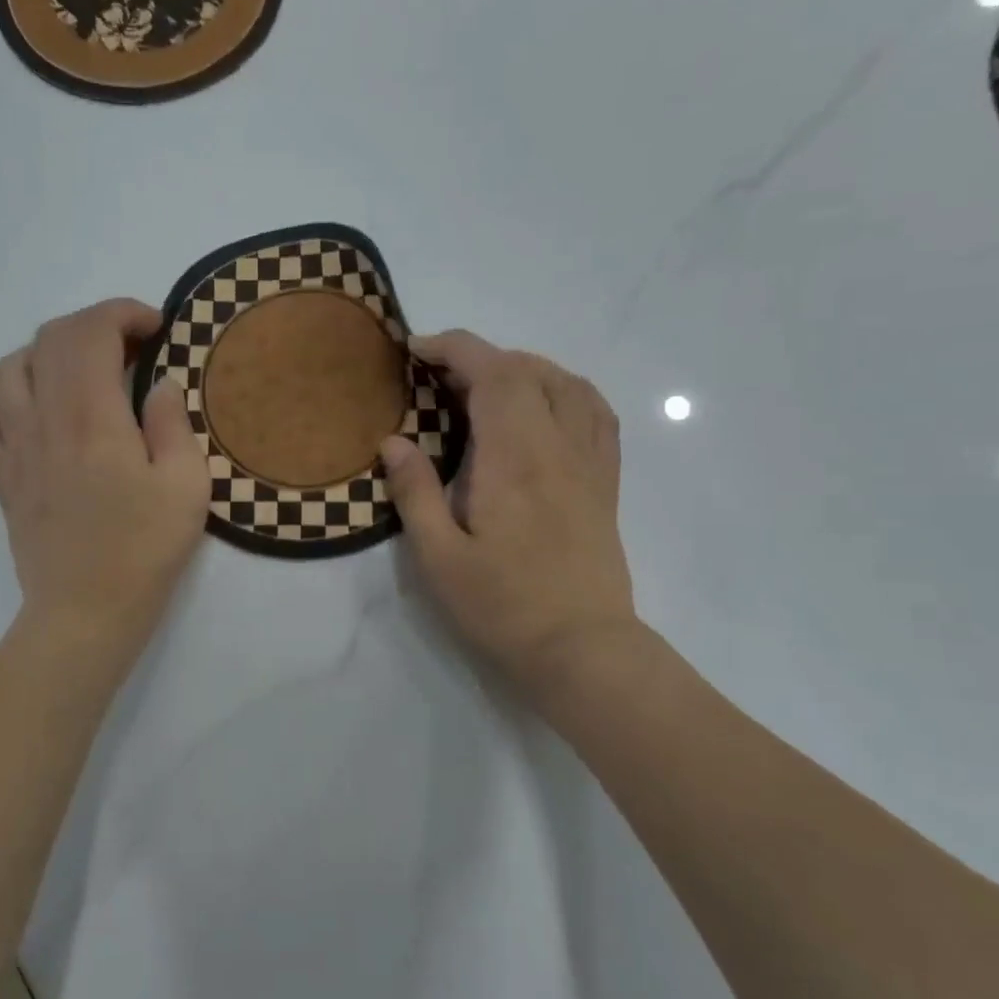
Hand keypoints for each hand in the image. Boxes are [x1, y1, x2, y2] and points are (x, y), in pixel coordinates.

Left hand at [0, 299, 208, 657]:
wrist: (86, 610)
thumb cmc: (144, 549)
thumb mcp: (187, 485)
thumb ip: (173, 422)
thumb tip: (158, 384)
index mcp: (92, 418)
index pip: (91, 332)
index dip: (123, 314)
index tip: (156, 329)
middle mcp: (44, 420)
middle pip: (50, 340)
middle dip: (93, 325)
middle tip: (130, 348)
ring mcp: (14, 447)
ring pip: (8, 367)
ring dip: (47, 352)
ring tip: (79, 370)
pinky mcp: (0, 475)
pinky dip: (0, 390)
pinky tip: (26, 399)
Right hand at [380, 330, 637, 694]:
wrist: (581, 649)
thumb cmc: (502, 607)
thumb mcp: (439, 557)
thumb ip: (415, 492)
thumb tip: (394, 441)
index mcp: (514, 458)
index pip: (492, 374)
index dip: (454, 348)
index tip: (416, 350)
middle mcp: (557, 446)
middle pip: (527, 371)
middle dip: (478, 357)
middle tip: (436, 377)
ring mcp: (589, 462)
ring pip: (566, 383)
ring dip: (522, 368)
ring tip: (485, 385)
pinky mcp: (604, 483)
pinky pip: (596, 413)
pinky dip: (566, 390)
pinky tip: (544, 405)